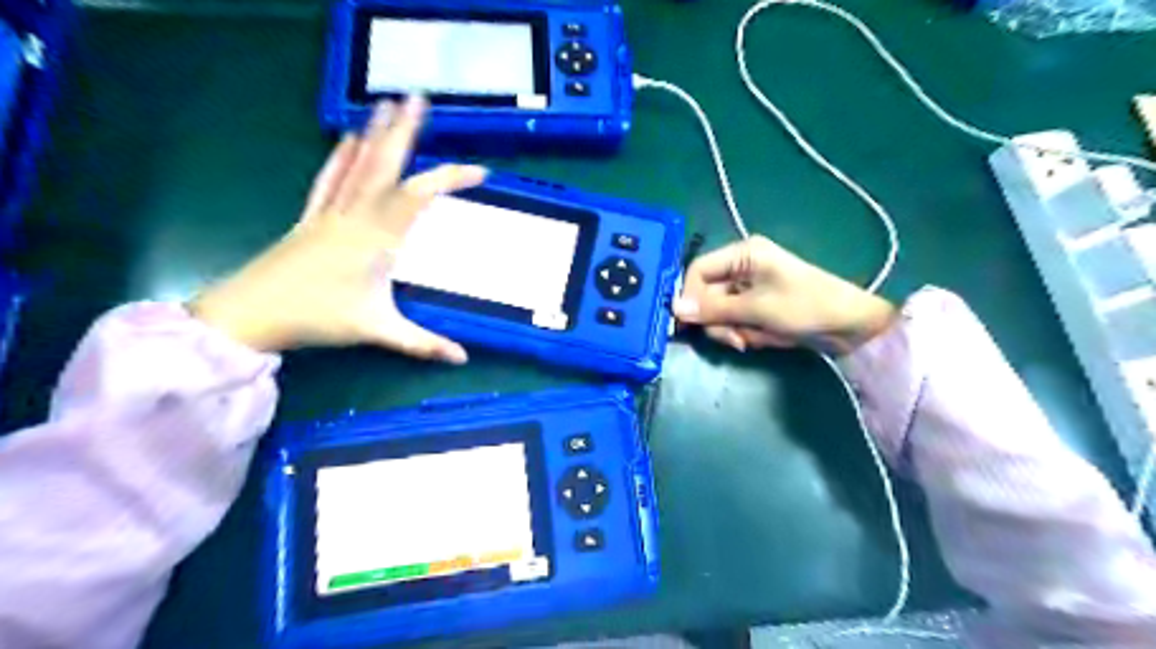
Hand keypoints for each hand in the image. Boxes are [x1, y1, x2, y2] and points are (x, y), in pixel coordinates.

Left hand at [187, 96, 483, 359]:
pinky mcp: (312, 217)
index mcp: (376, 238)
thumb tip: (463, 358)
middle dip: (405, 131)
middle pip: (385, 165)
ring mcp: (331, 212)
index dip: (450, 180)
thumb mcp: (376, 330)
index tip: (480, 172)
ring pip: (358, 165)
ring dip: (376, 134)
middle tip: (419, 99)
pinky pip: (331, 179)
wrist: (251, 313)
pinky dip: (342, 157)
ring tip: (387, 105)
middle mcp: (355, 215)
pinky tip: (349, 139)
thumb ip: (422, 343)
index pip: (419, 197)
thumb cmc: (316, 318)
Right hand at [675, 235, 896, 355]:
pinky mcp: (757, 308)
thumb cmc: (805, 307)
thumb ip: (713, 308)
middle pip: (706, 295)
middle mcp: (741, 268)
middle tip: (734, 339)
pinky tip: (763, 338)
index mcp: (742, 255)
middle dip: (717, 321)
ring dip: (731, 330)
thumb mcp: (756, 308)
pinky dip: (745, 333)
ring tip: (751, 340)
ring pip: (719, 313)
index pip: (697, 270)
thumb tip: (675, 308)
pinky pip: (735, 321)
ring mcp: (749, 289)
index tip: (689, 323)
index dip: (689, 296)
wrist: (851, 327)